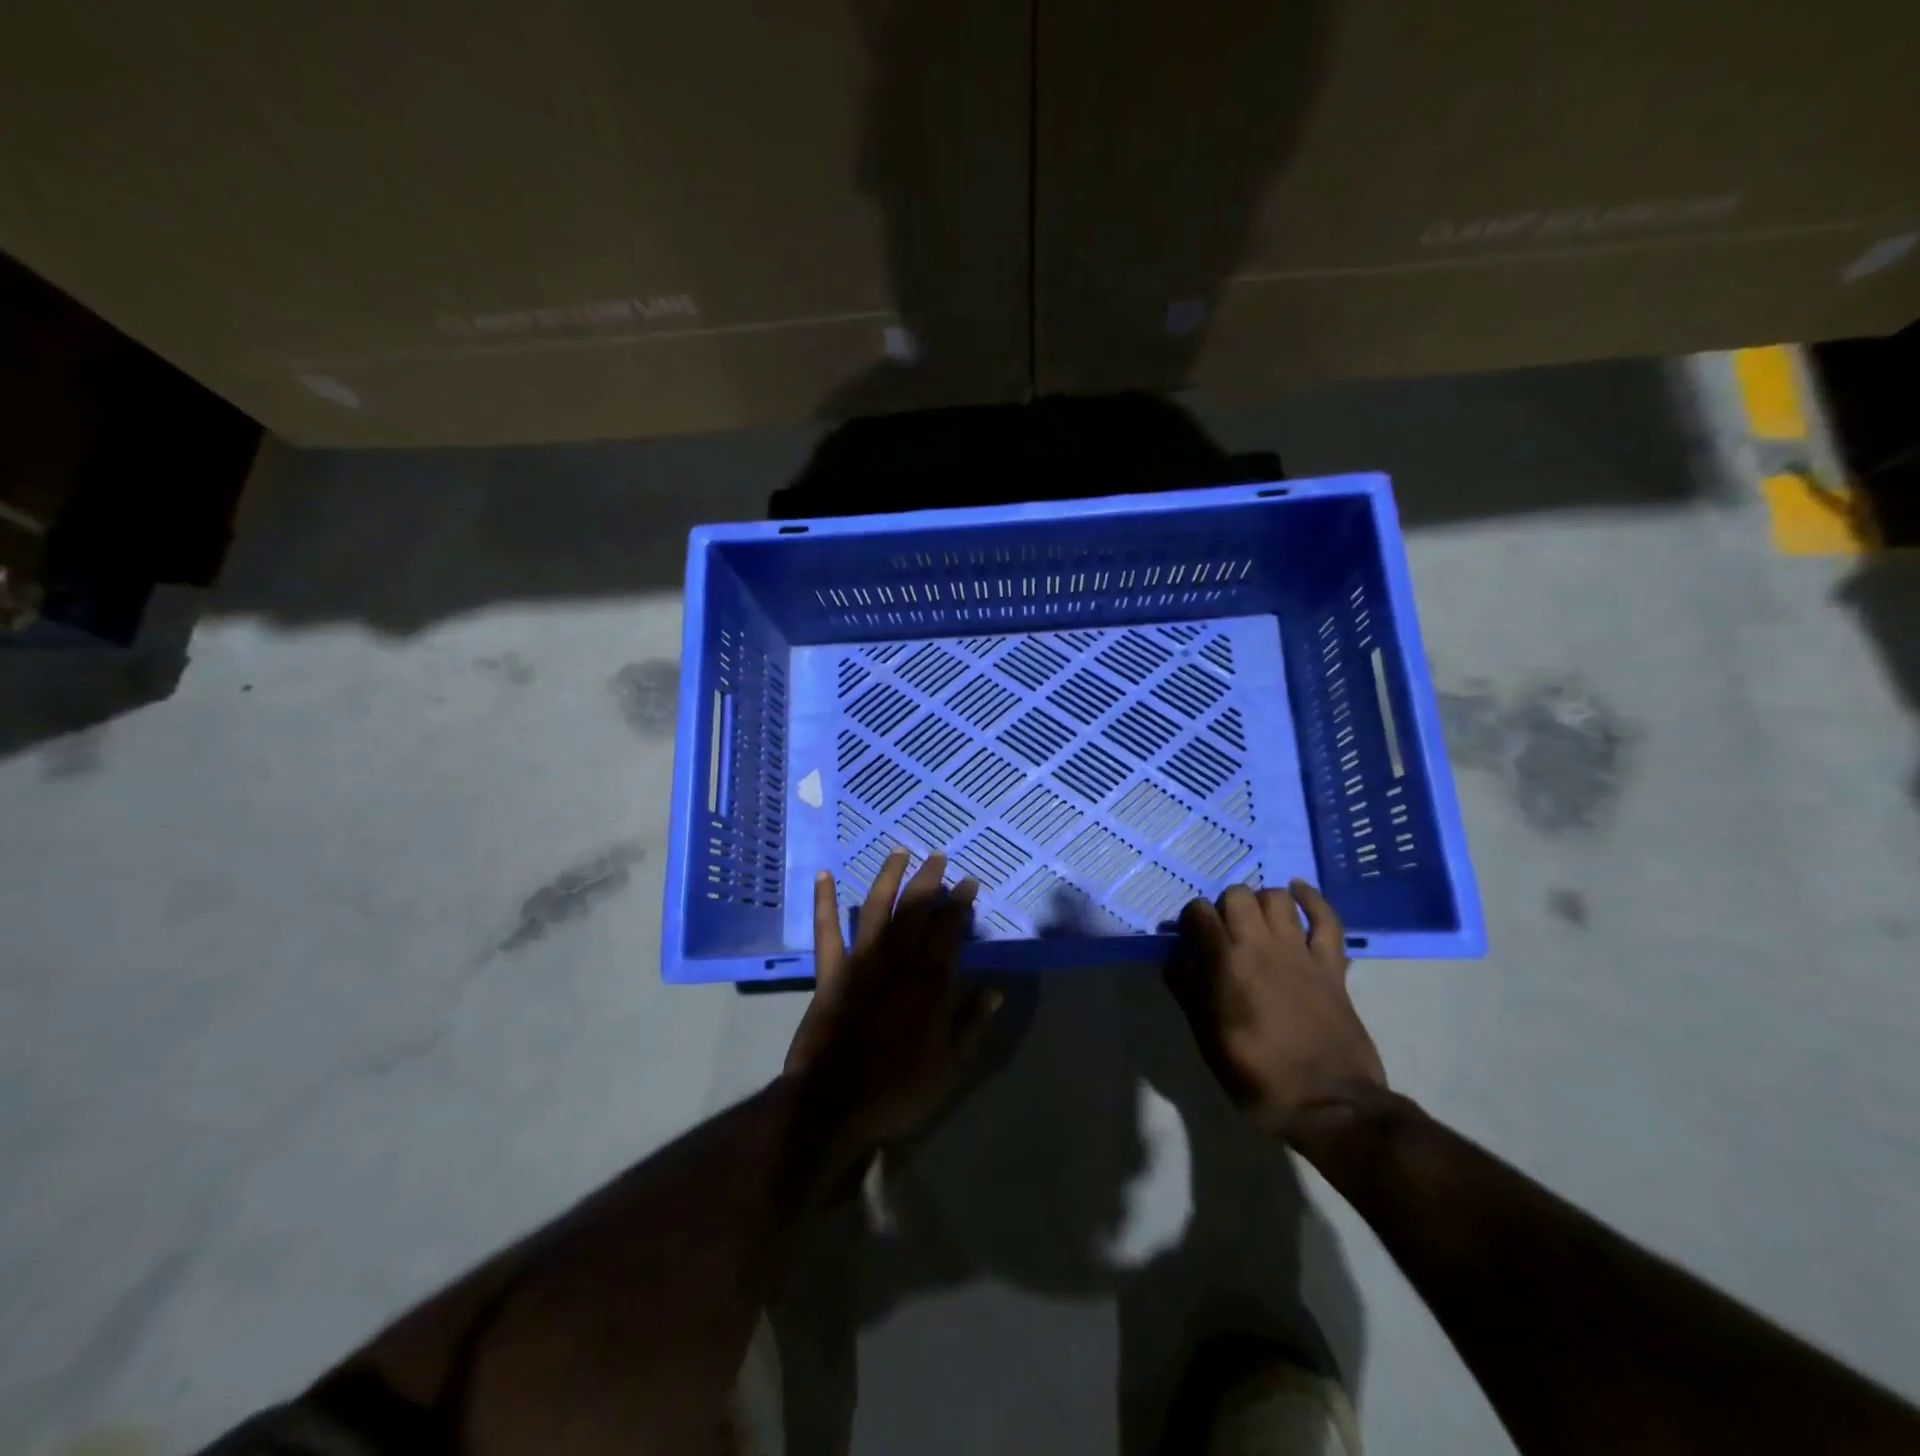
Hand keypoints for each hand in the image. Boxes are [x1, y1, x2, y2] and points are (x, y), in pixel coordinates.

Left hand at [785, 850, 1001, 1154]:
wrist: (833, 1105)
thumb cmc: (897, 1089)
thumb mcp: (949, 1066)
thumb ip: (971, 1023)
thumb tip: (996, 990)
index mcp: (929, 982)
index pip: (949, 930)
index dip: (959, 904)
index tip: (969, 883)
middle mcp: (897, 962)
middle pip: (915, 910)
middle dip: (929, 881)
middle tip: (939, 858)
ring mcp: (860, 963)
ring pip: (876, 909)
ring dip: (888, 877)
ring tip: (899, 851)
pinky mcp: (830, 973)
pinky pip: (826, 932)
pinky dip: (824, 903)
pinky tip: (824, 875)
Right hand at [1165, 881, 1386, 1140]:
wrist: (1329, 1104)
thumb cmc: (1257, 1076)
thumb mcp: (1207, 1039)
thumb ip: (1188, 992)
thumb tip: (1174, 961)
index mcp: (1226, 963)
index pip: (1199, 913)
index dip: (1189, 921)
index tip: (1189, 939)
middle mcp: (1261, 945)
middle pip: (1237, 895)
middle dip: (1224, 907)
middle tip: (1223, 932)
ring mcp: (1300, 952)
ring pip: (1277, 898)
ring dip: (1261, 902)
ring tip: (1255, 920)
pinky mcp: (1331, 965)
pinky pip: (1327, 919)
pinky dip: (1312, 899)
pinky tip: (1298, 890)